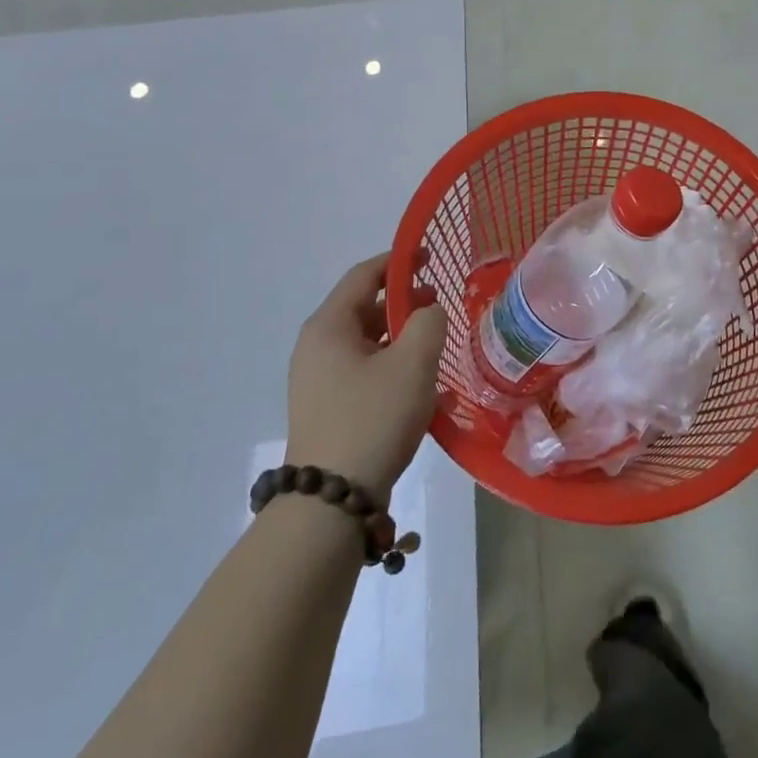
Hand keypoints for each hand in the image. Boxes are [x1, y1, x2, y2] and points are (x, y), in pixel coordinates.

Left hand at [286, 253, 446, 499]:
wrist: (332, 500)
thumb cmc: (373, 418)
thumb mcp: (412, 362)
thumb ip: (428, 322)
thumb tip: (429, 312)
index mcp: (329, 327)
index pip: (363, 276)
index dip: (398, 262)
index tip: (430, 257)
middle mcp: (316, 348)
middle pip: (364, 308)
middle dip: (404, 301)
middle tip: (441, 303)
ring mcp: (318, 381)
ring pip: (366, 343)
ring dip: (401, 336)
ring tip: (436, 344)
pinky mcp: (328, 408)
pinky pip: (364, 371)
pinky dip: (392, 365)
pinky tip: (422, 384)